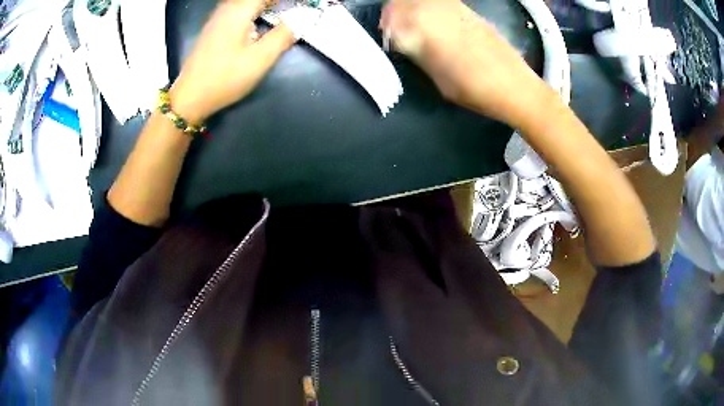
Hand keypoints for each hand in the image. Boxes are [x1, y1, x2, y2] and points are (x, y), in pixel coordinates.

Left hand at [169, 0, 295, 123]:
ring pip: (244, 3)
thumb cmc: (225, 78)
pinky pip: (237, 8)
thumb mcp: (259, 60)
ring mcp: (218, 17)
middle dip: (275, 3)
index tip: (302, 5)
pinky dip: (253, 10)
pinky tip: (259, 20)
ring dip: (264, 5)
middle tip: (292, 9)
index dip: (286, 0)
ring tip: (280, 12)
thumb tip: (301, 20)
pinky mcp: (213, 28)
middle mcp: (227, 8)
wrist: (190, 97)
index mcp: (239, 11)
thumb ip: (282, 36)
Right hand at [380, 0, 550, 126]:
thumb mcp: (436, 77)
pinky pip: (440, 3)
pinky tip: (436, 23)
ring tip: (415, 26)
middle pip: (403, 2)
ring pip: (421, 0)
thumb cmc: (473, 89)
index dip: (386, 28)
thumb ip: (417, 53)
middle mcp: (436, 10)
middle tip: (396, 30)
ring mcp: (454, 7)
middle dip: (394, 14)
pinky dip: (430, 8)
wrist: (514, 86)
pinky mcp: (469, 10)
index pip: (391, 18)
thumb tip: (404, 41)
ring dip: (412, 9)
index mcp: (423, 28)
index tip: (387, 38)